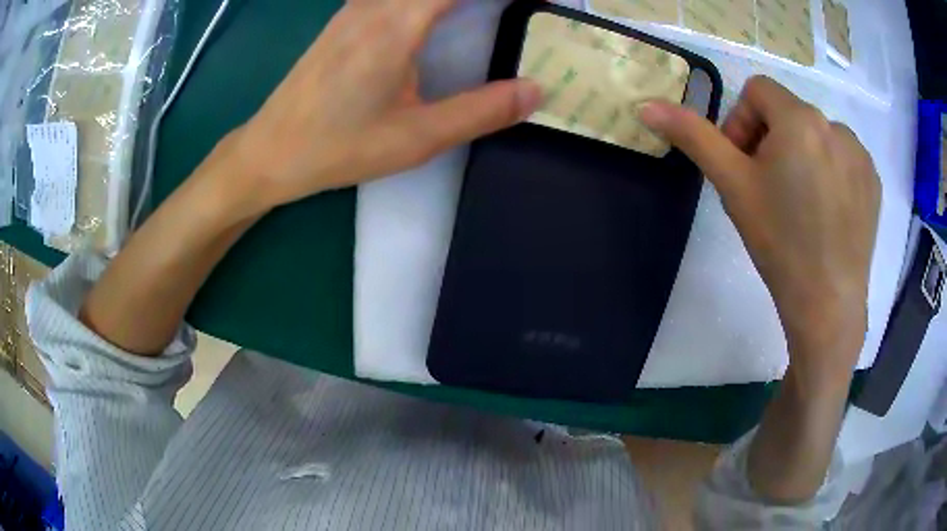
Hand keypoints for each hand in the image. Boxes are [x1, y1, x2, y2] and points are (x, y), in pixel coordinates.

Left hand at [226, 0, 540, 215]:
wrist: (270, 151)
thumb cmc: (338, 147)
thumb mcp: (416, 137)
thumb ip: (482, 111)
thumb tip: (535, 91)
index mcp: (398, 23)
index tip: (539, 1)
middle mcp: (376, 3)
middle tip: (519, 7)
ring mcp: (356, 6)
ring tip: (485, 11)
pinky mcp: (346, 16)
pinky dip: (427, 0)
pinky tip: (439, 13)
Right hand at [641, 76, 880, 378]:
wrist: (828, 304)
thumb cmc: (780, 243)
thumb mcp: (732, 186)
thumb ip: (693, 137)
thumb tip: (646, 104)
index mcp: (799, 118)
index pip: (757, 91)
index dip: (742, 122)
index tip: (745, 166)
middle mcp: (835, 124)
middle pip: (789, 113)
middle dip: (772, 142)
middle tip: (769, 192)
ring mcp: (859, 154)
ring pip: (818, 136)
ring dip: (803, 156)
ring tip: (801, 205)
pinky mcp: (873, 181)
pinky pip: (844, 158)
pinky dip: (831, 173)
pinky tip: (826, 212)